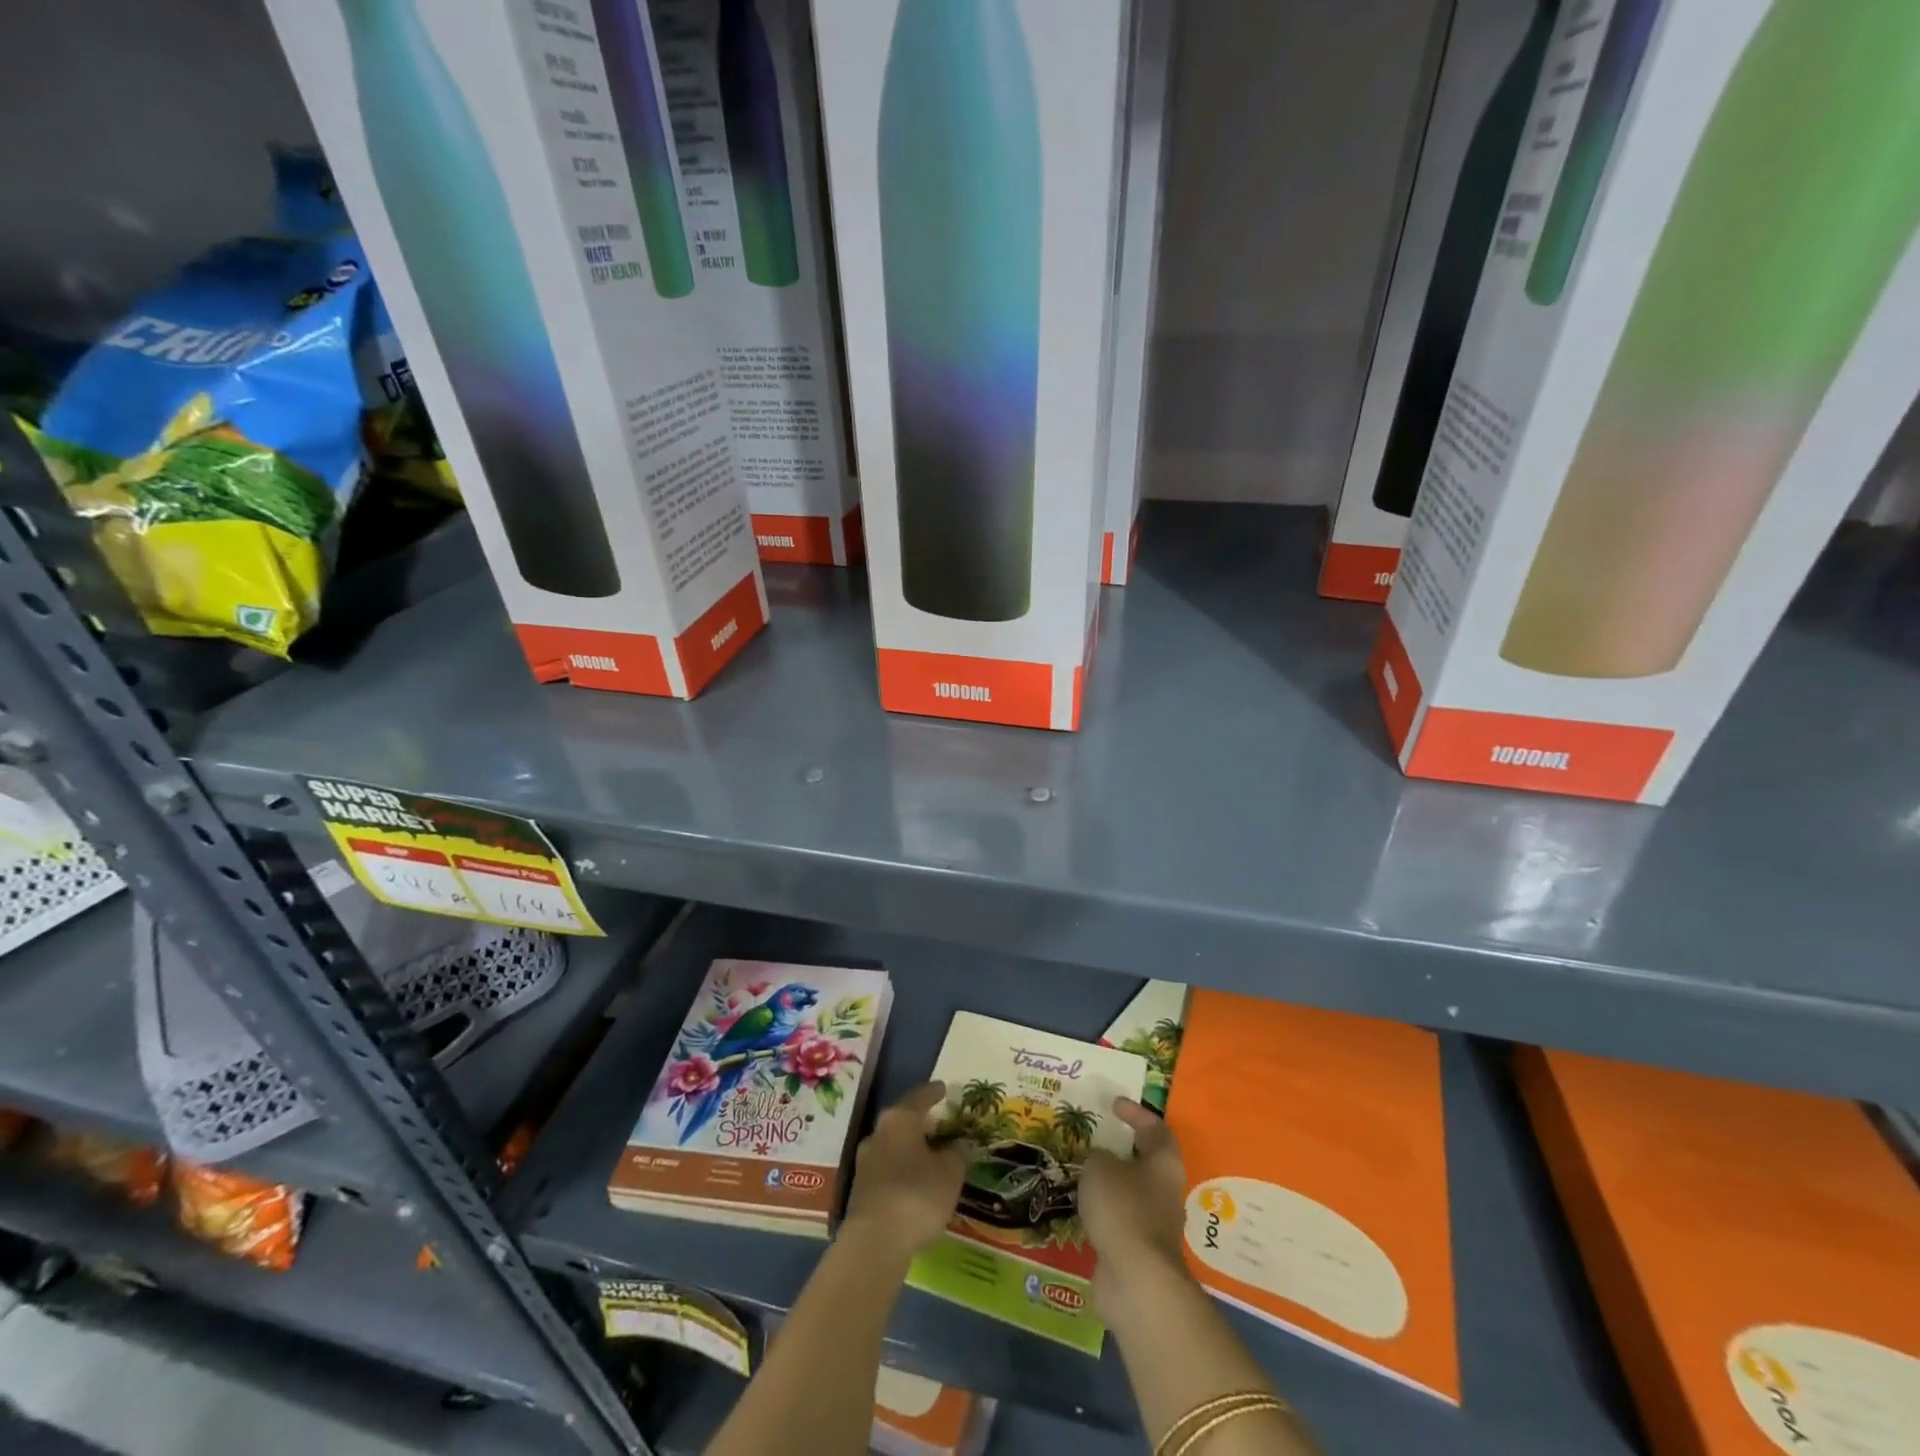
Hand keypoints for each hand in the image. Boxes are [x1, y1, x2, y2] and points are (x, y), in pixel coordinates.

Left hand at [840, 1081, 966, 1263]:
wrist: (875, 1243)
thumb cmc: (917, 1195)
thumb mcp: (950, 1173)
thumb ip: (957, 1154)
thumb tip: (958, 1144)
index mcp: (900, 1119)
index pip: (919, 1097)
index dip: (933, 1092)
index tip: (943, 1088)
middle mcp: (878, 1133)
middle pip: (902, 1119)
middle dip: (920, 1121)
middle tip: (939, 1123)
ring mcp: (866, 1161)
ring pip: (893, 1145)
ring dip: (910, 1148)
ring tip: (929, 1155)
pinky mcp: (861, 1189)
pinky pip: (887, 1169)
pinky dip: (902, 1169)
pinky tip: (914, 1181)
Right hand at [1079, 1097, 1191, 1315]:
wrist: (1136, 1281)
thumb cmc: (1123, 1209)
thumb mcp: (1100, 1168)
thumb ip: (1098, 1157)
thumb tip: (1101, 1161)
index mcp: (1164, 1164)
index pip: (1156, 1128)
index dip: (1136, 1113)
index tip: (1114, 1104)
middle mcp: (1165, 1192)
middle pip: (1147, 1162)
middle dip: (1123, 1150)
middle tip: (1096, 1138)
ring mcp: (1154, 1225)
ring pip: (1132, 1193)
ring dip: (1111, 1182)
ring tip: (1083, 1172)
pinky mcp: (1139, 1251)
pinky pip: (1120, 1221)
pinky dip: (1104, 1211)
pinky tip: (1082, 1208)